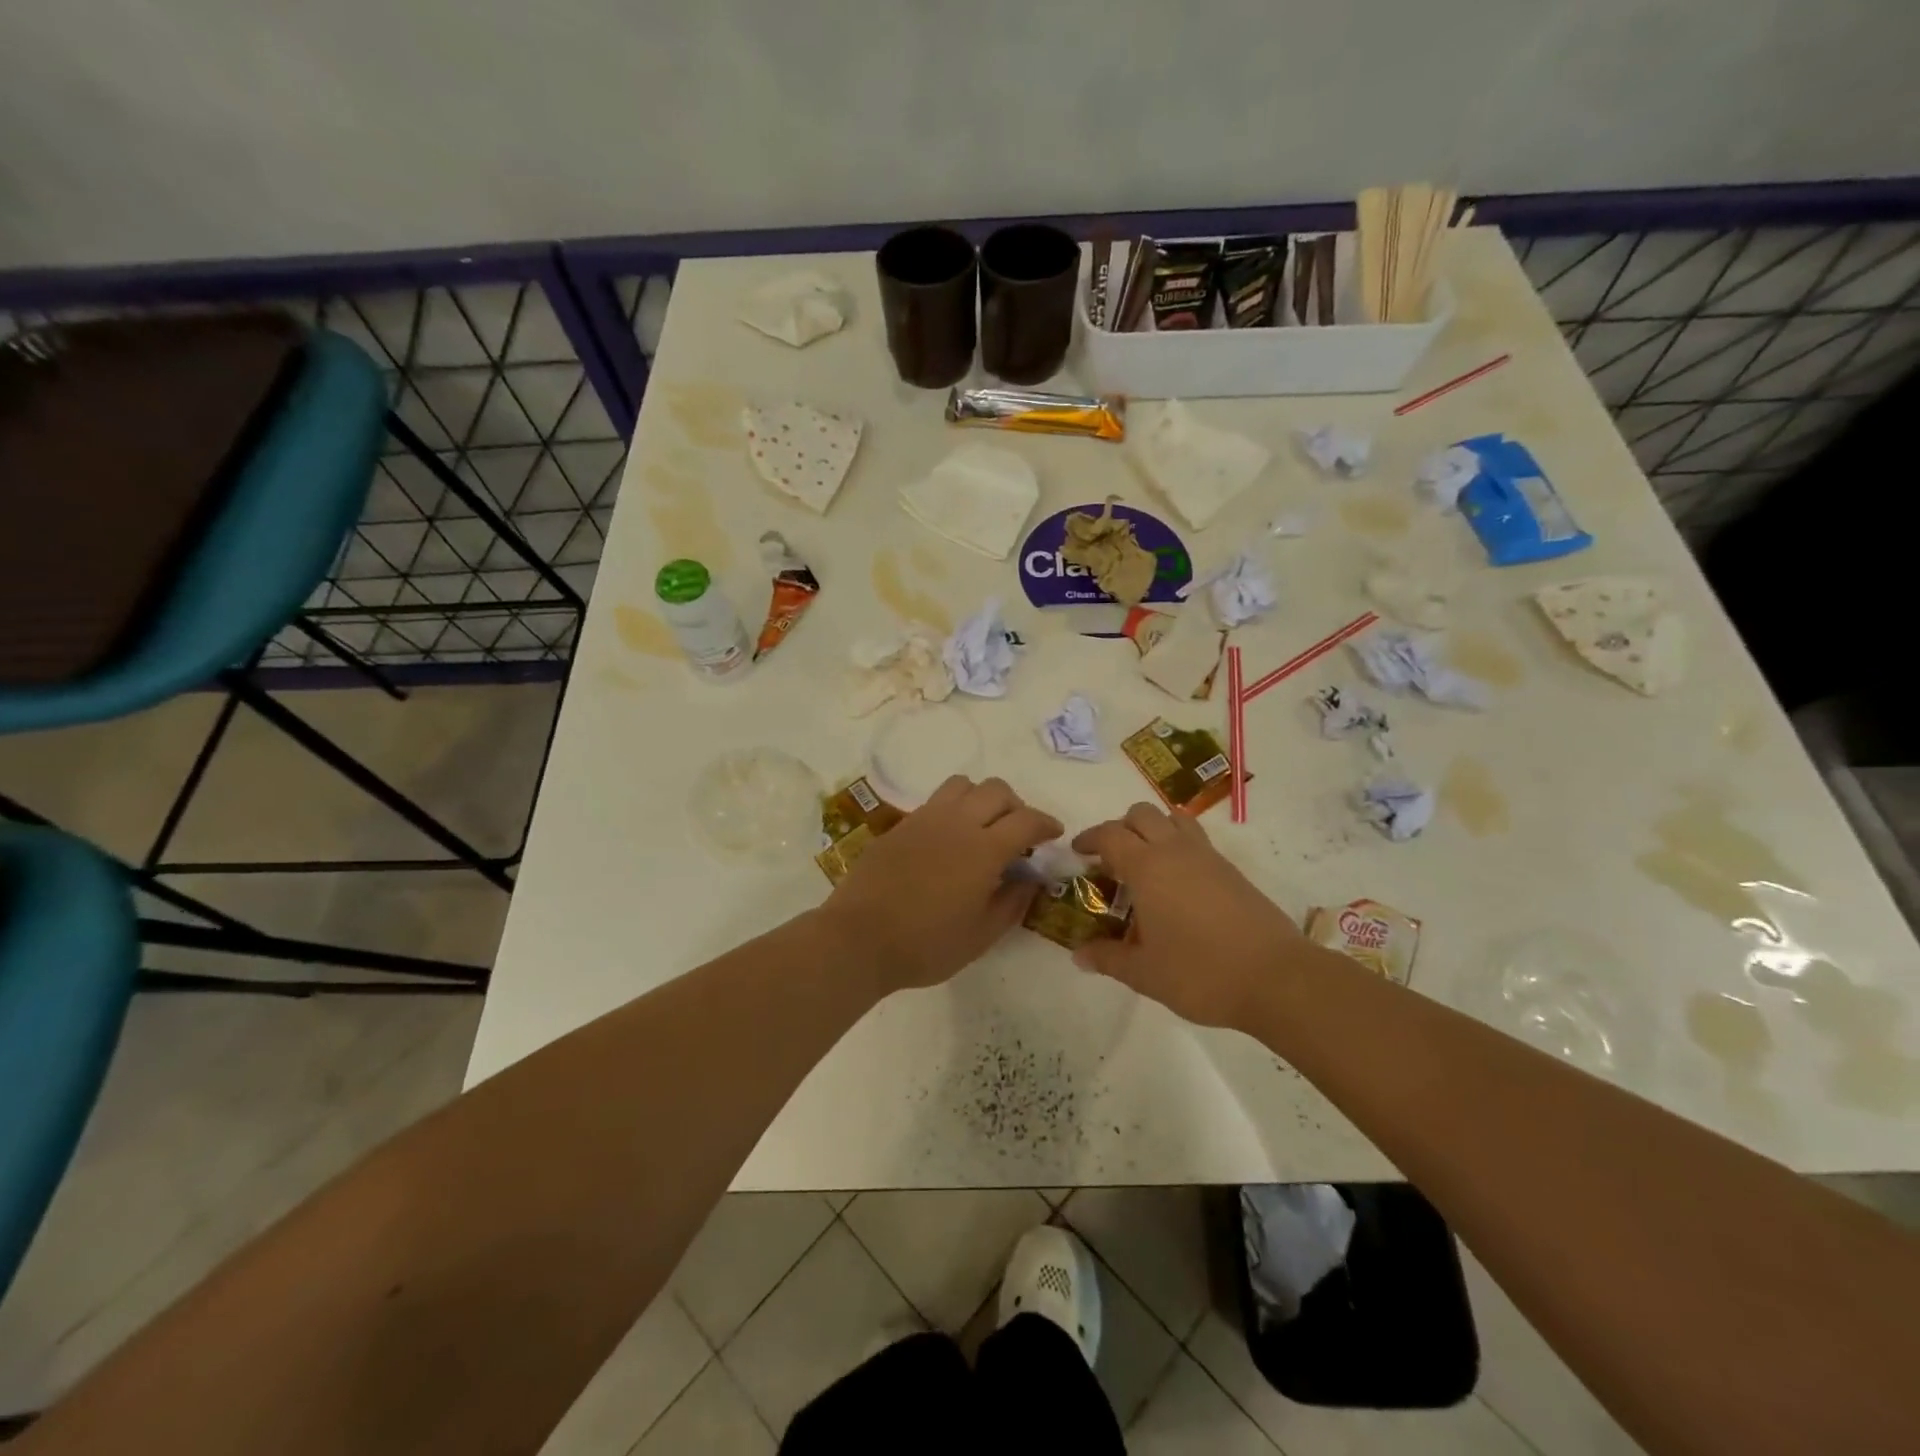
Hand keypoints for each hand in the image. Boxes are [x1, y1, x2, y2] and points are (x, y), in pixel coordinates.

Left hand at [820, 776, 1062, 995]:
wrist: (859, 938)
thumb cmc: (926, 945)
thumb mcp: (981, 936)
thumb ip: (1012, 903)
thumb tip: (1030, 880)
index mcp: (984, 849)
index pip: (1026, 819)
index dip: (1046, 823)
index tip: (1053, 834)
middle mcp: (957, 823)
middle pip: (997, 790)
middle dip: (1016, 806)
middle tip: (1018, 834)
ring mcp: (925, 819)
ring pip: (963, 785)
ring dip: (982, 799)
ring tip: (982, 827)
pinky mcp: (901, 825)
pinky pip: (935, 801)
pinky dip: (953, 809)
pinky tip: (948, 839)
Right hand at [1072, 803, 1309, 1028]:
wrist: (1276, 978)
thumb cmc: (1200, 973)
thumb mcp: (1145, 973)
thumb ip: (1108, 958)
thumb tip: (1079, 955)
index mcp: (1147, 868)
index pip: (1110, 834)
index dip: (1089, 839)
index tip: (1078, 853)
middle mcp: (1176, 851)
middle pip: (1141, 814)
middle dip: (1120, 828)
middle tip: (1111, 860)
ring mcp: (1208, 857)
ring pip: (1174, 818)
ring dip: (1153, 829)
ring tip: (1146, 863)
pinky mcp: (1232, 870)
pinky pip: (1197, 839)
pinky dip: (1178, 846)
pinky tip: (1178, 884)